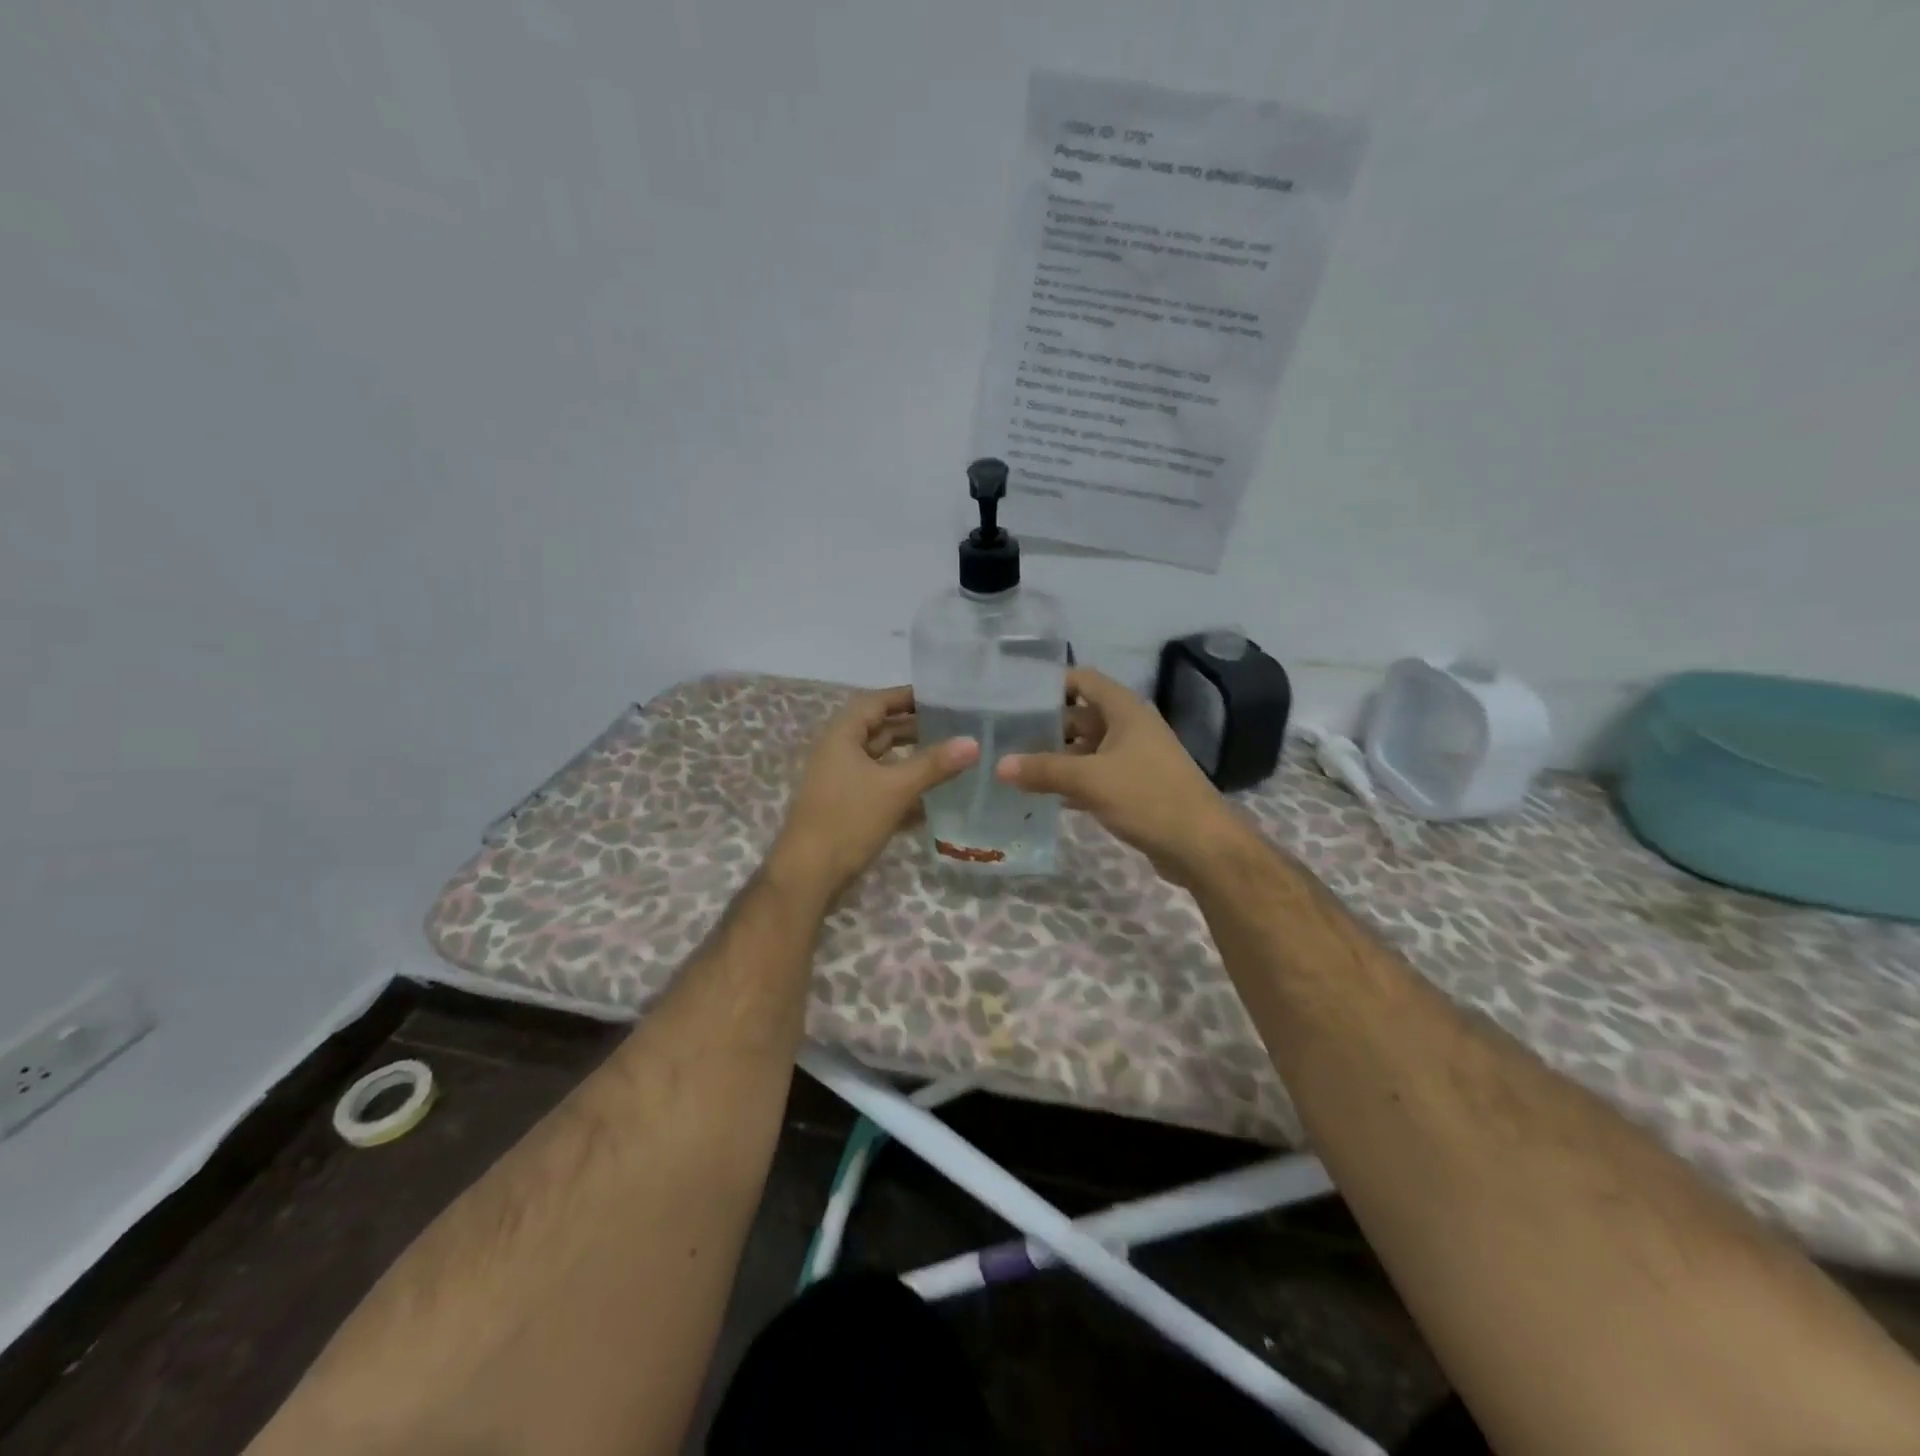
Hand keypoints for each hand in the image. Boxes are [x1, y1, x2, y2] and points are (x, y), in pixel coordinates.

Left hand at [772, 686, 978, 898]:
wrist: (809, 875)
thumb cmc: (848, 820)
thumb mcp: (895, 788)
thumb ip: (934, 764)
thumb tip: (973, 742)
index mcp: (842, 736)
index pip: (876, 702)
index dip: (907, 696)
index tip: (941, 696)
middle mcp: (839, 752)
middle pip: (879, 730)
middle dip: (914, 727)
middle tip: (953, 726)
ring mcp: (842, 781)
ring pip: (881, 760)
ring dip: (911, 757)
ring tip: (949, 756)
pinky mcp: (847, 807)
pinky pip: (880, 786)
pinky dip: (903, 785)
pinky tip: (933, 795)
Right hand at [996, 668, 1250, 883]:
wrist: (1201, 845)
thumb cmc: (1148, 797)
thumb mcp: (1090, 780)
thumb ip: (1043, 770)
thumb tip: (999, 765)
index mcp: (1125, 710)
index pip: (1082, 680)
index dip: (1050, 683)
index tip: (1014, 695)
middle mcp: (1129, 727)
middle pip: (1080, 716)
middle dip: (1045, 726)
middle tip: (1003, 736)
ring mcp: (1133, 758)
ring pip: (1086, 749)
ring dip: (1056, 758)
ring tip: (1014, 766)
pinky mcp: (1134, 787)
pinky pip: (1095, 776)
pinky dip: (1071, 782)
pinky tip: (1042, 796)